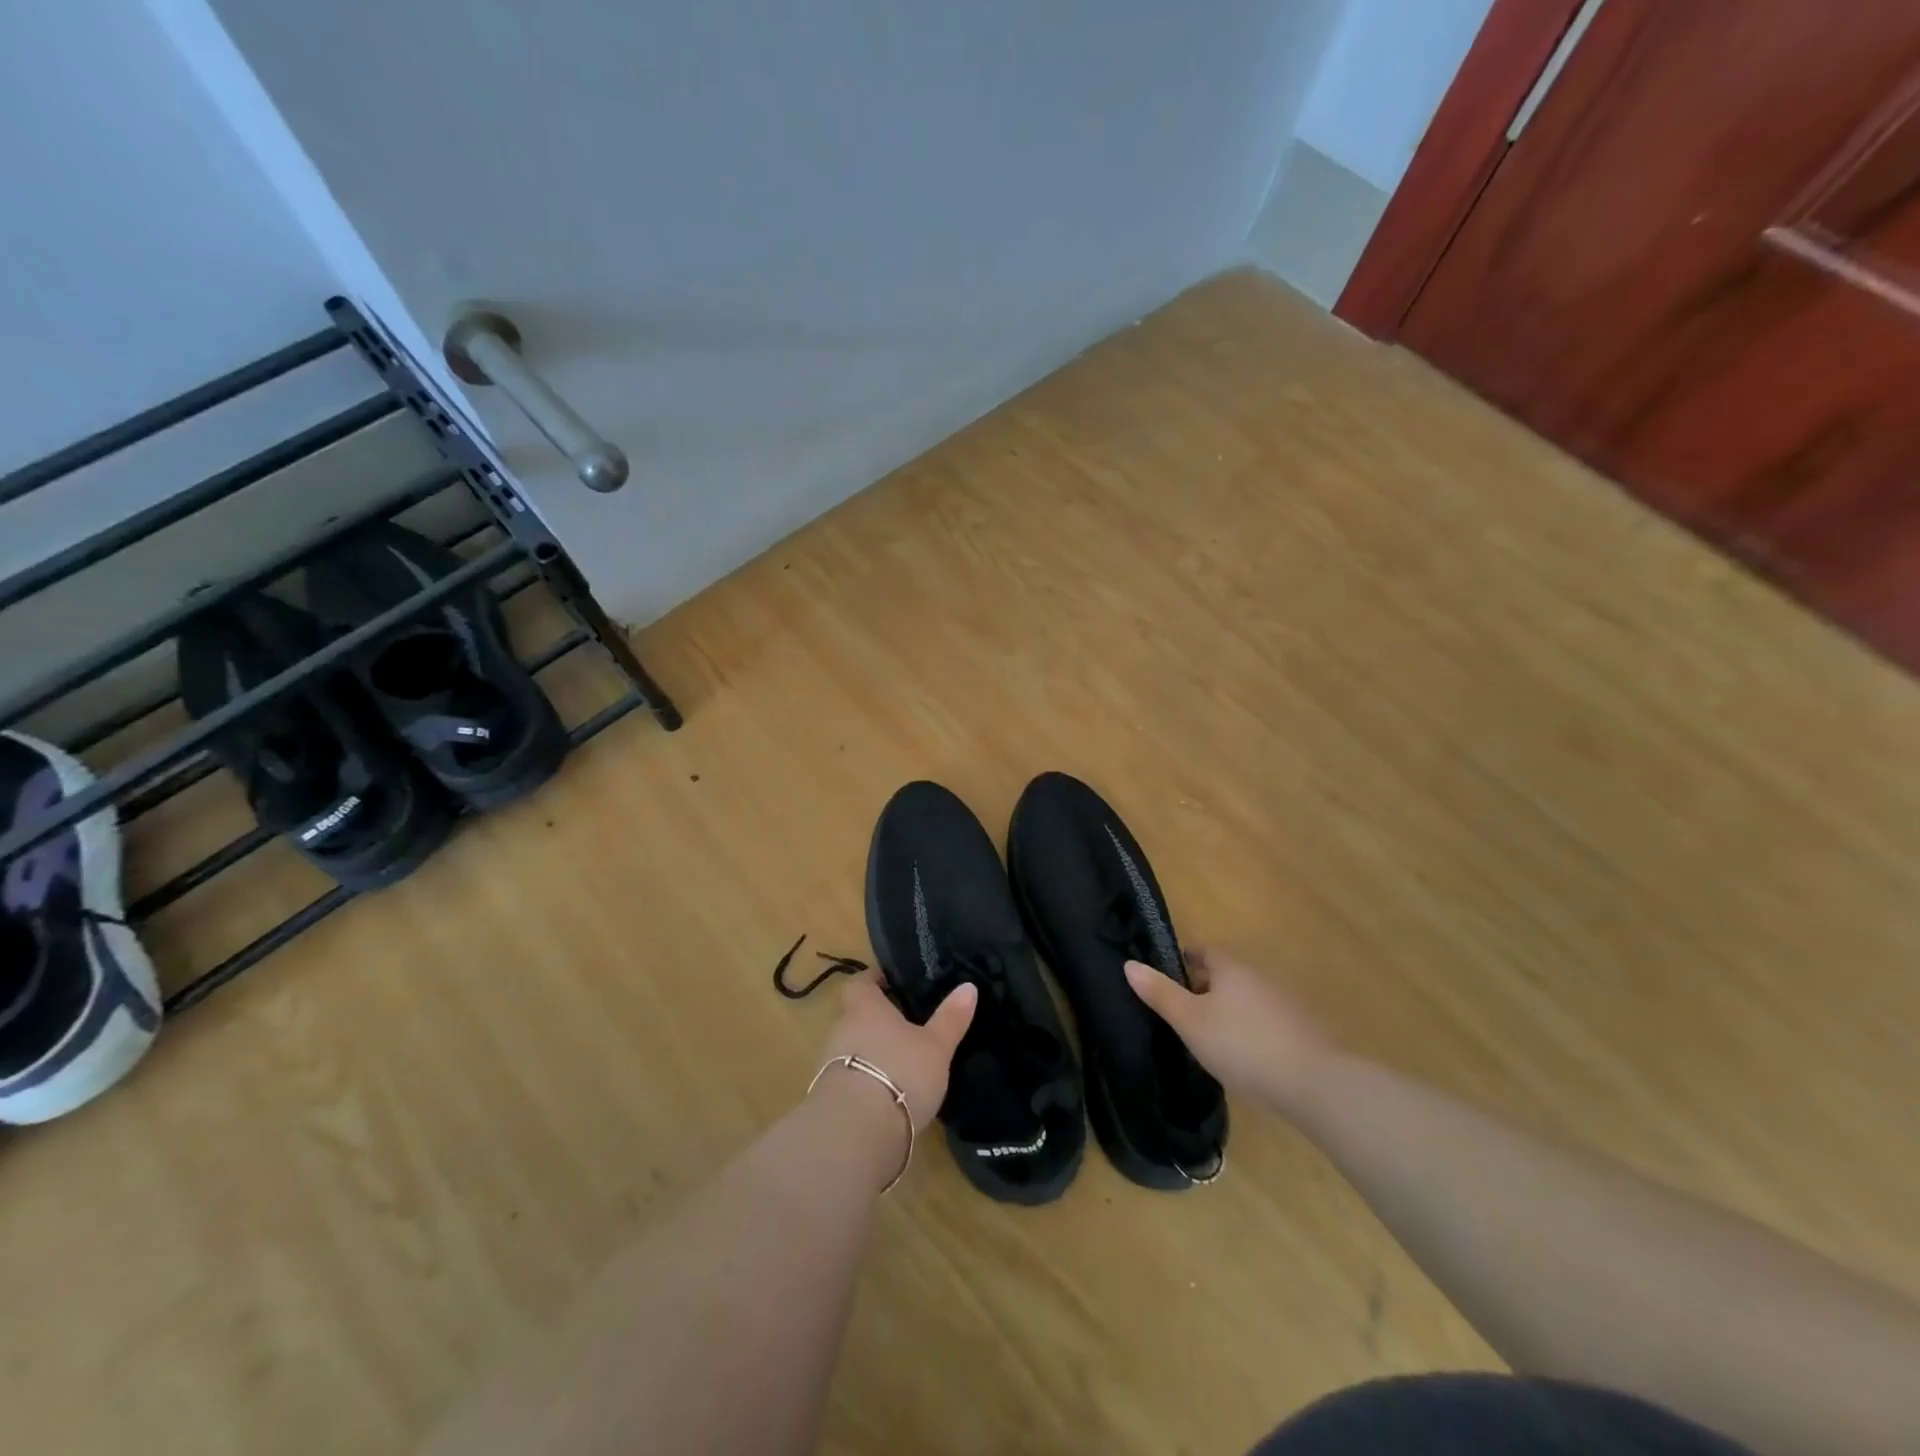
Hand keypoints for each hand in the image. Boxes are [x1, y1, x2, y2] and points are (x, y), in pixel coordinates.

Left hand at [817, 970, 976, 1133]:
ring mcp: (831, 1064)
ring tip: (905, 1060)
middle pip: (858, 1014)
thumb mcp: (936, 1045)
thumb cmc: (899, 1072)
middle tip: (911, 1023)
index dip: (878, 979)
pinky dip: (869, 1079)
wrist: (856, 1133)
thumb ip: (951, 1017)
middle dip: (880, 1018)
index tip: (898, 983)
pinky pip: (852, 1076)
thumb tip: (968, 986)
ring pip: (855, 1046)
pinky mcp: (830, 1097)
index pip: (862, 981)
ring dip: (874, 1051)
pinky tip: (891, 1092)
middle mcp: (842, 1028)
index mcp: (864, 1006)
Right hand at [1125, 946, 1331, 1117]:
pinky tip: (1240, 1055)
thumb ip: (1160, 993)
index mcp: (1231, 967)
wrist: (1313, 1083)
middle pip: (1224, 974)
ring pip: (1244, 998)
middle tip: (1179, 1013)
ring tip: (1206, 1037)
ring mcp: (1283, 1002)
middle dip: (1201, 988)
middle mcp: (1258, 976)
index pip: (1202, 951)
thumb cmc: (1241, 1045)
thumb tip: (1129, 964)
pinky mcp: (1299, 1030)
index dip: (1181, 961)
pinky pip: (1262, 1020)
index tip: (1165, 980)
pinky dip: (1247, 1029)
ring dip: (1225, 1010)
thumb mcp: (1190, 1021)